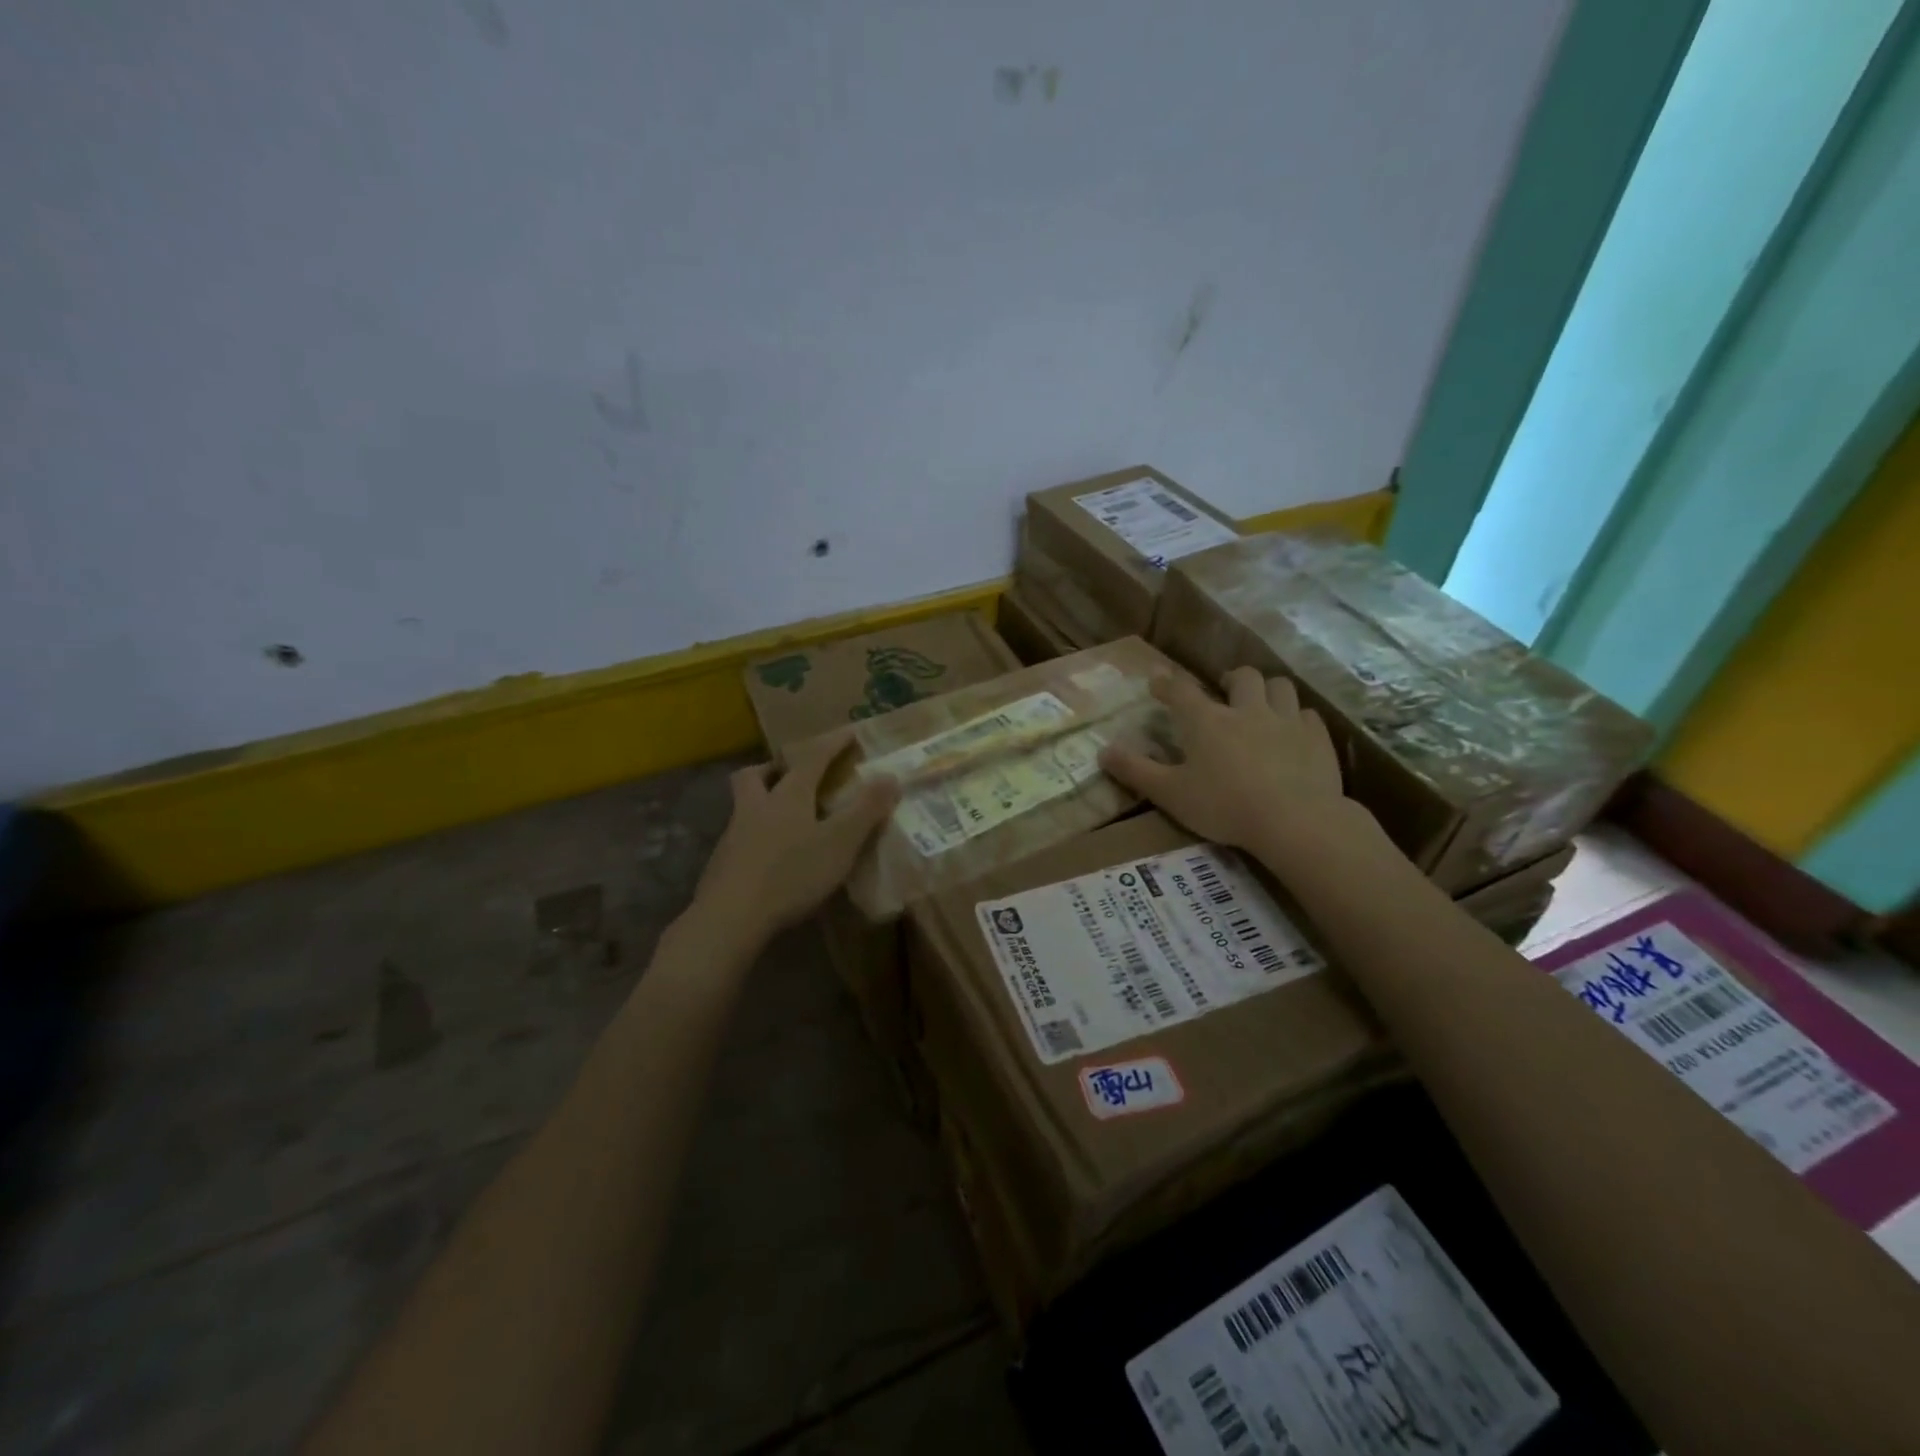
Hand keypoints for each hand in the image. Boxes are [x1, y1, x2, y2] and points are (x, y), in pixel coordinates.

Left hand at [690, 730, 900, 941]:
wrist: (730, 917)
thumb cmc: (791, 873)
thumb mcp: (840, 842)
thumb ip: (866, 810)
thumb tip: (890, 776)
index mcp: (788, 796)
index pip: (812, 758)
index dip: (832, 743)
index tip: (849, 732)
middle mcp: (756, 806)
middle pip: (756, 775)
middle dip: (775, 768)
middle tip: (793, 774)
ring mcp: (734, 835)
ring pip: (744, 805)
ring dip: (763, 801)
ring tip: (785, 817)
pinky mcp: (722, 864)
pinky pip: (741, 837)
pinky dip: (757, 836)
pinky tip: (771, 856)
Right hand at [1100, 667, 1346, 851]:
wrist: (1295, 821)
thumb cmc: (1224, 807)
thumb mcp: (1170, 794)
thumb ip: (1136, 771)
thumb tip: (1103, 751)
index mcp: (1207, 722)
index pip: (1181, 691)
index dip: (1166, 683)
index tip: (1157, 681)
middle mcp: (1247, 711)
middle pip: (1243, 677)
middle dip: (1231, 678)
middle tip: (1225, 689)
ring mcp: (1287, 722)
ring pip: (1280, 687)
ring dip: (1268, 690)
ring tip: (1261, 703)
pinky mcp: (1317, 739)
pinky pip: (1308, 715)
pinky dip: (1297, 717)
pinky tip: (1294, 732)